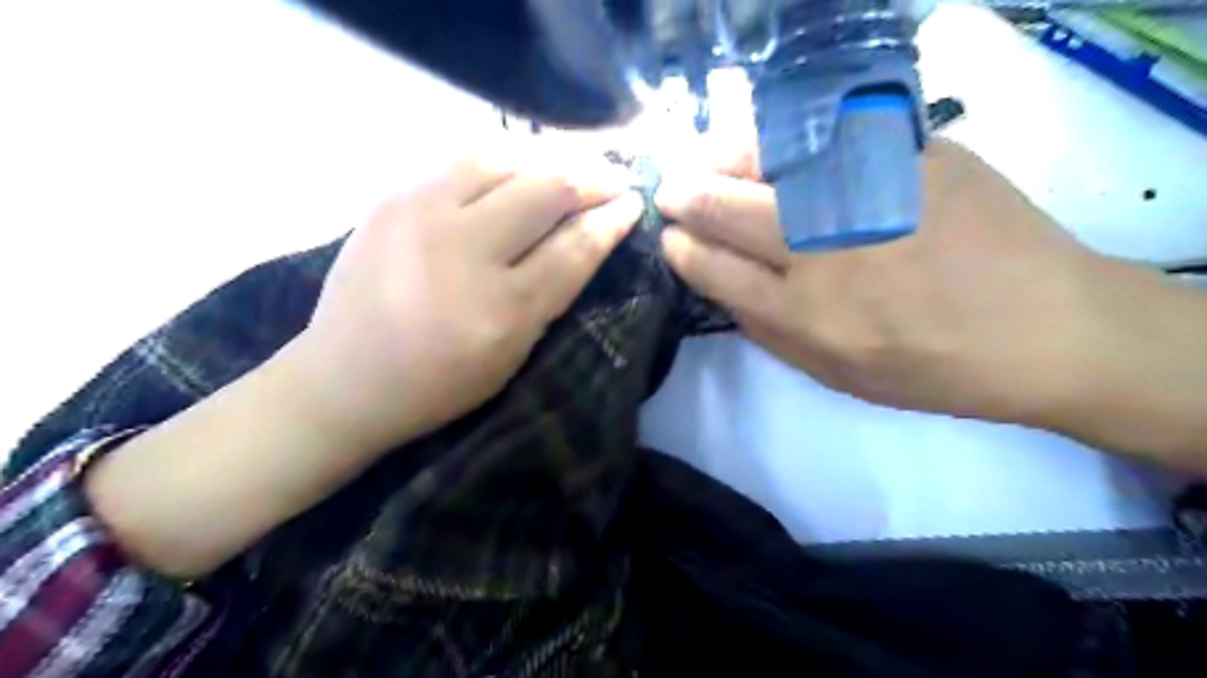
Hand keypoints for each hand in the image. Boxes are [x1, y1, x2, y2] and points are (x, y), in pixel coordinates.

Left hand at [288, 148, 644, 456]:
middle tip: (613, 178)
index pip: (573, 249)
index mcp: (501, 311)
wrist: (345, 378)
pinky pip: (462, 159)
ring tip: (571, 165)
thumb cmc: (440, 383)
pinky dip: (504, 157)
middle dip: (591, 178)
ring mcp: (421, 216)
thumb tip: (589, 235)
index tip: (634, 202)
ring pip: (504, 159)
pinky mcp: (392, 197)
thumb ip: (551, 294)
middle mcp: (463, 253)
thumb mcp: (512, 355)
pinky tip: (521, 164)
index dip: (611, 222)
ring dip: (549, 158)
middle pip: (544, 192)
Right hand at [659, 139, 1142, 429]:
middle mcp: (825, 249)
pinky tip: (776, 148)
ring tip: (711, 161)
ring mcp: (868, 193)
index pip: (713, 268)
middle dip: (685, 195)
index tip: (669, 236)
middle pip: (727, 207)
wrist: (1046, 327)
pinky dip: (786, 137)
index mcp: (805, 314)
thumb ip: (767, 331)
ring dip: (724, 157)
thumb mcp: (835, 374)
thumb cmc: (931, 368)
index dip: (681, 248)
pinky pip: (827, 132)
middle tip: (670, 189)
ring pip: (769, 157)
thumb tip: (717, 283)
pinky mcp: (911, 154)